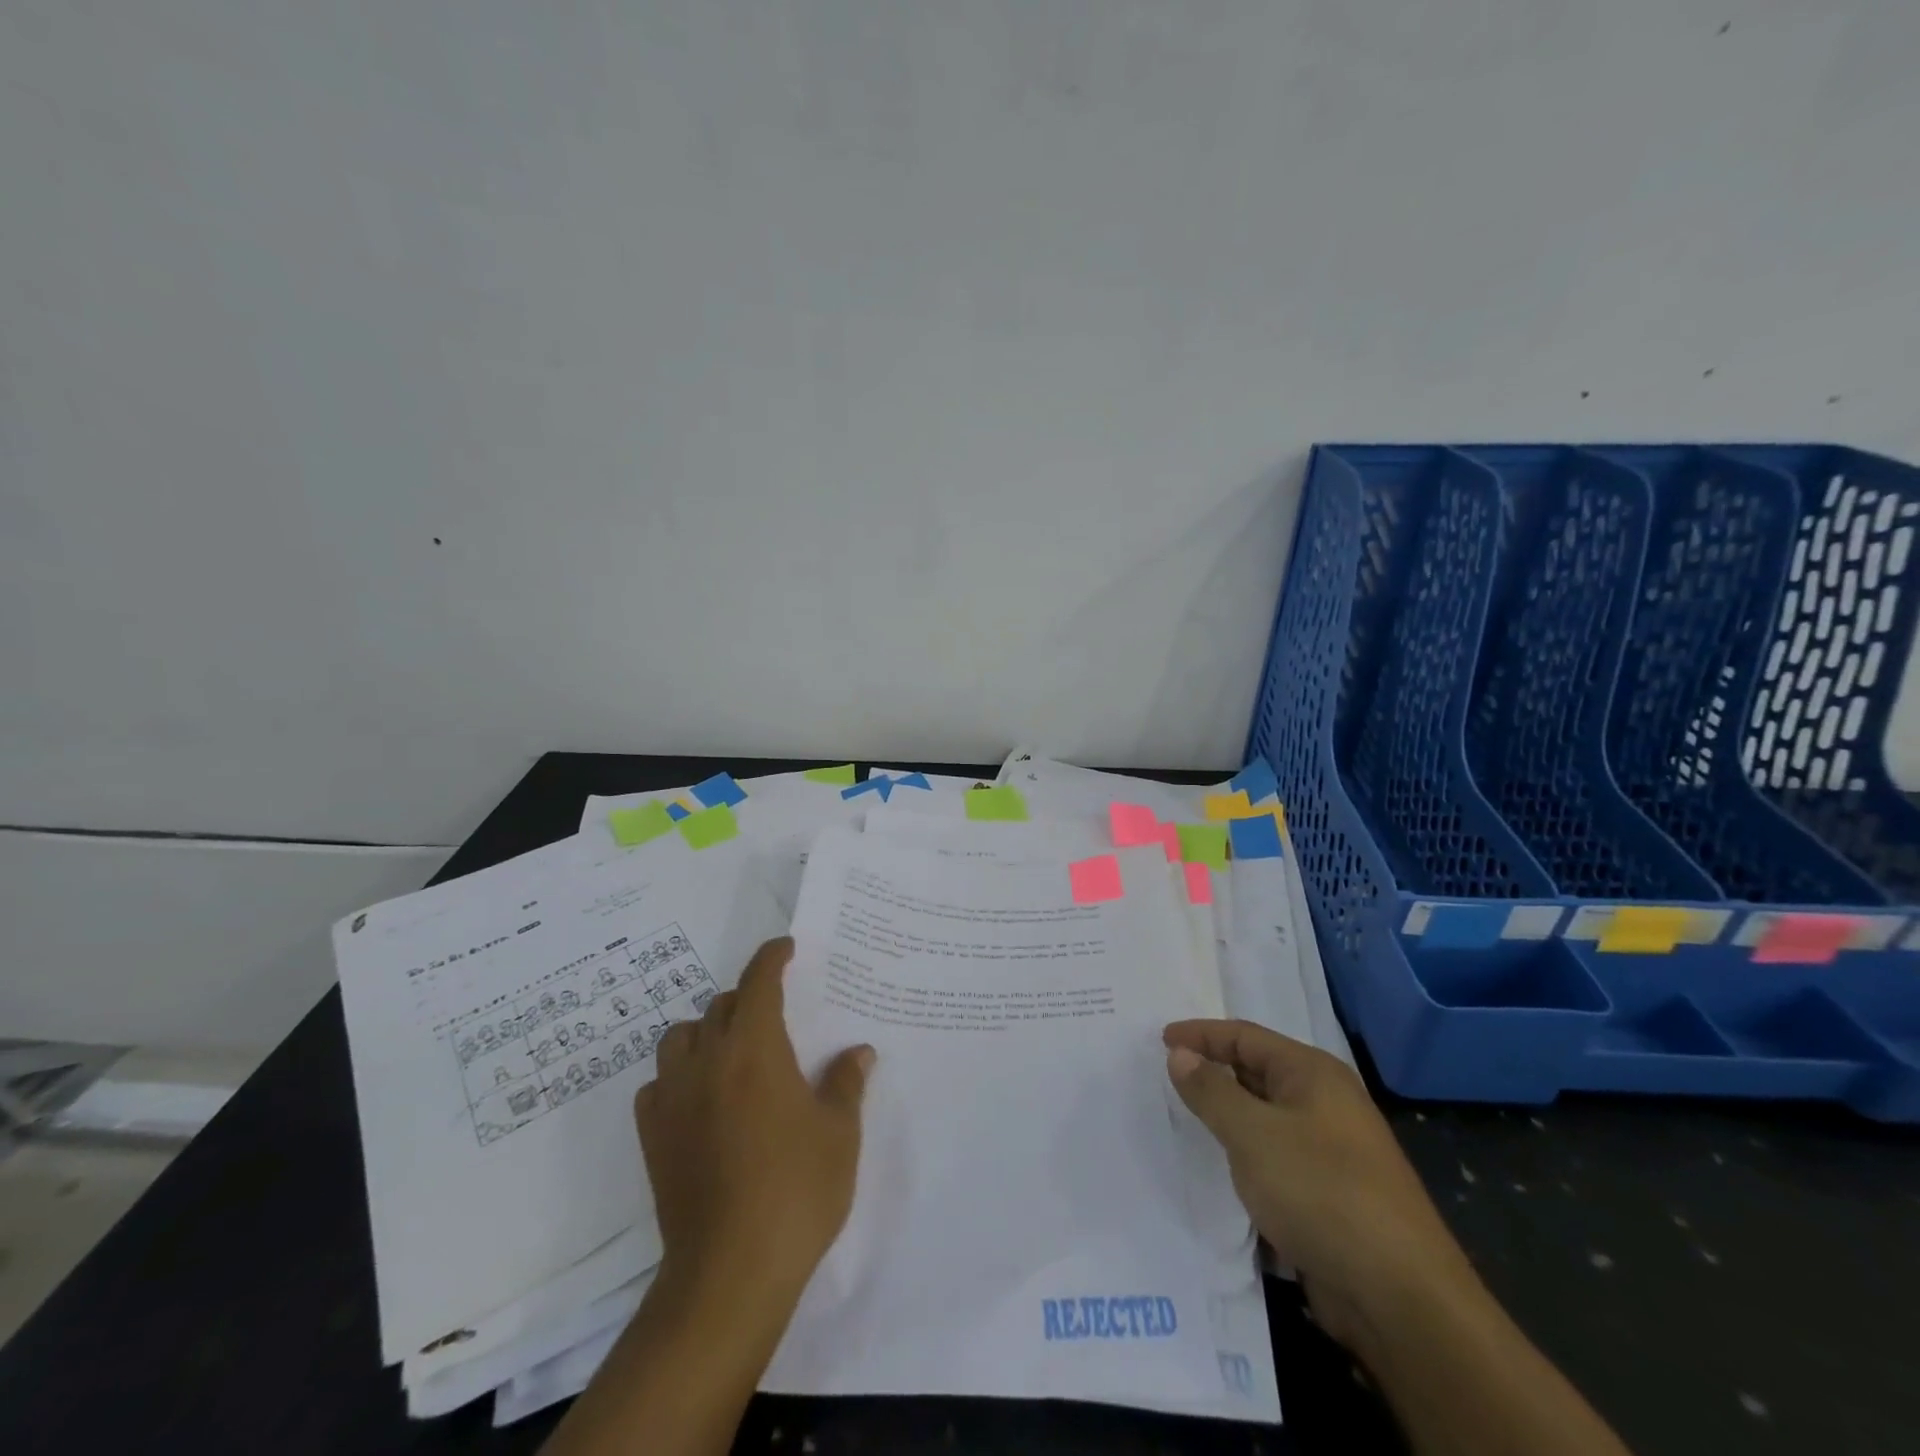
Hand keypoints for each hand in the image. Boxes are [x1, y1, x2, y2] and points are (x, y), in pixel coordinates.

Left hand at [636, 937, 874, 1307]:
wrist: (729, 1272)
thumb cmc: (796, 1190)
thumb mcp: (839, 1133)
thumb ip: (845, 1083)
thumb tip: (859, 1052)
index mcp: (755, 1049)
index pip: (759, 982)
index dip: (772, 957)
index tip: (786, 947)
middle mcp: (708, 1061)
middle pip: (720, 1006)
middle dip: (747, 999)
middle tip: (774, 1016)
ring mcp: (673, 1099)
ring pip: (681, 1038)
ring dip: (706, 1032)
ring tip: (733, 1053)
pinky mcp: (652, 1137)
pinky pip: (659, 1084)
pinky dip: (679, 1076)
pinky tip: (701, 1100)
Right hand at [1163, 1019, 1474, 1348]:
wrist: (1401, 1298)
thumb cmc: (1322, 1191)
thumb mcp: (1253, 1134)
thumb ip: (1211, 1091)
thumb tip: (1180, 1054)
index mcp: (1313, 1073)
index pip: (1245, 1036)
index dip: (1201, 1034)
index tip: (1160, 1039)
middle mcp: (1326, 1102)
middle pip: (1257, 1071)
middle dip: (1213, 1071)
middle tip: (1167, 1075)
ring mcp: (1332, 1149)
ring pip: (1266, 1117)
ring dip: (1228, 1115)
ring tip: (1186, 1117)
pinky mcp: (1331, 1193)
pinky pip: (1276, 1156)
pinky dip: (1246, 1153)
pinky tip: (1223, 1167)